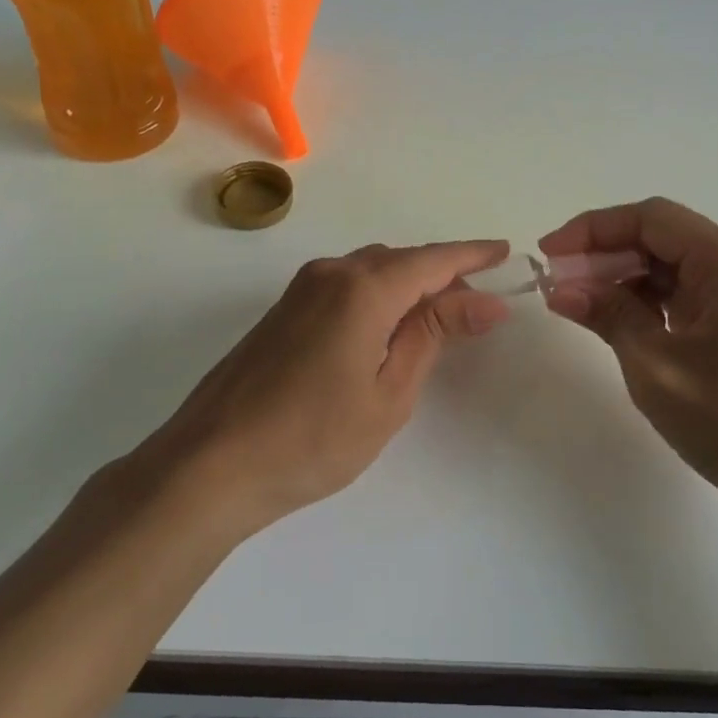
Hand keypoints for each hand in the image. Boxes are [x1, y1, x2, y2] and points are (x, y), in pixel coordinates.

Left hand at [137, 240, 511, 539]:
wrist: (211, 464)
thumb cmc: (313, 438)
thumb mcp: (389, 391)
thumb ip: (434, 334)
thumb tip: (485, 300)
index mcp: (363, 289)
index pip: (433, 259)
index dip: (473, 255)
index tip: (506, 252)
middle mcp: (331, 273)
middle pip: (401, 260)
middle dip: (443, 273)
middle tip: (477, 305)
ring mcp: (301, 289)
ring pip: (371, 269)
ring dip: (409, 283)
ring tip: (437, 318)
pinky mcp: (283, 310)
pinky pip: (346, 284)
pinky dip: (378, 294)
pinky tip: (386, 327)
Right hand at [540, 199, 717, 513]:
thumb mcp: (657, 368)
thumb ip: (609, 315)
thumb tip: (562, 288)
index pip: (651, 219)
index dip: (593, 229)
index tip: (550, 252)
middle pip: (662, 238)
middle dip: (606, 254)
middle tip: (560, 283)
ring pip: (674, 265)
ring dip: (626, 279)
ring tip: (581, 304)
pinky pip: (691, 292)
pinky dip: (652, 301)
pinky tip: (622, 321)